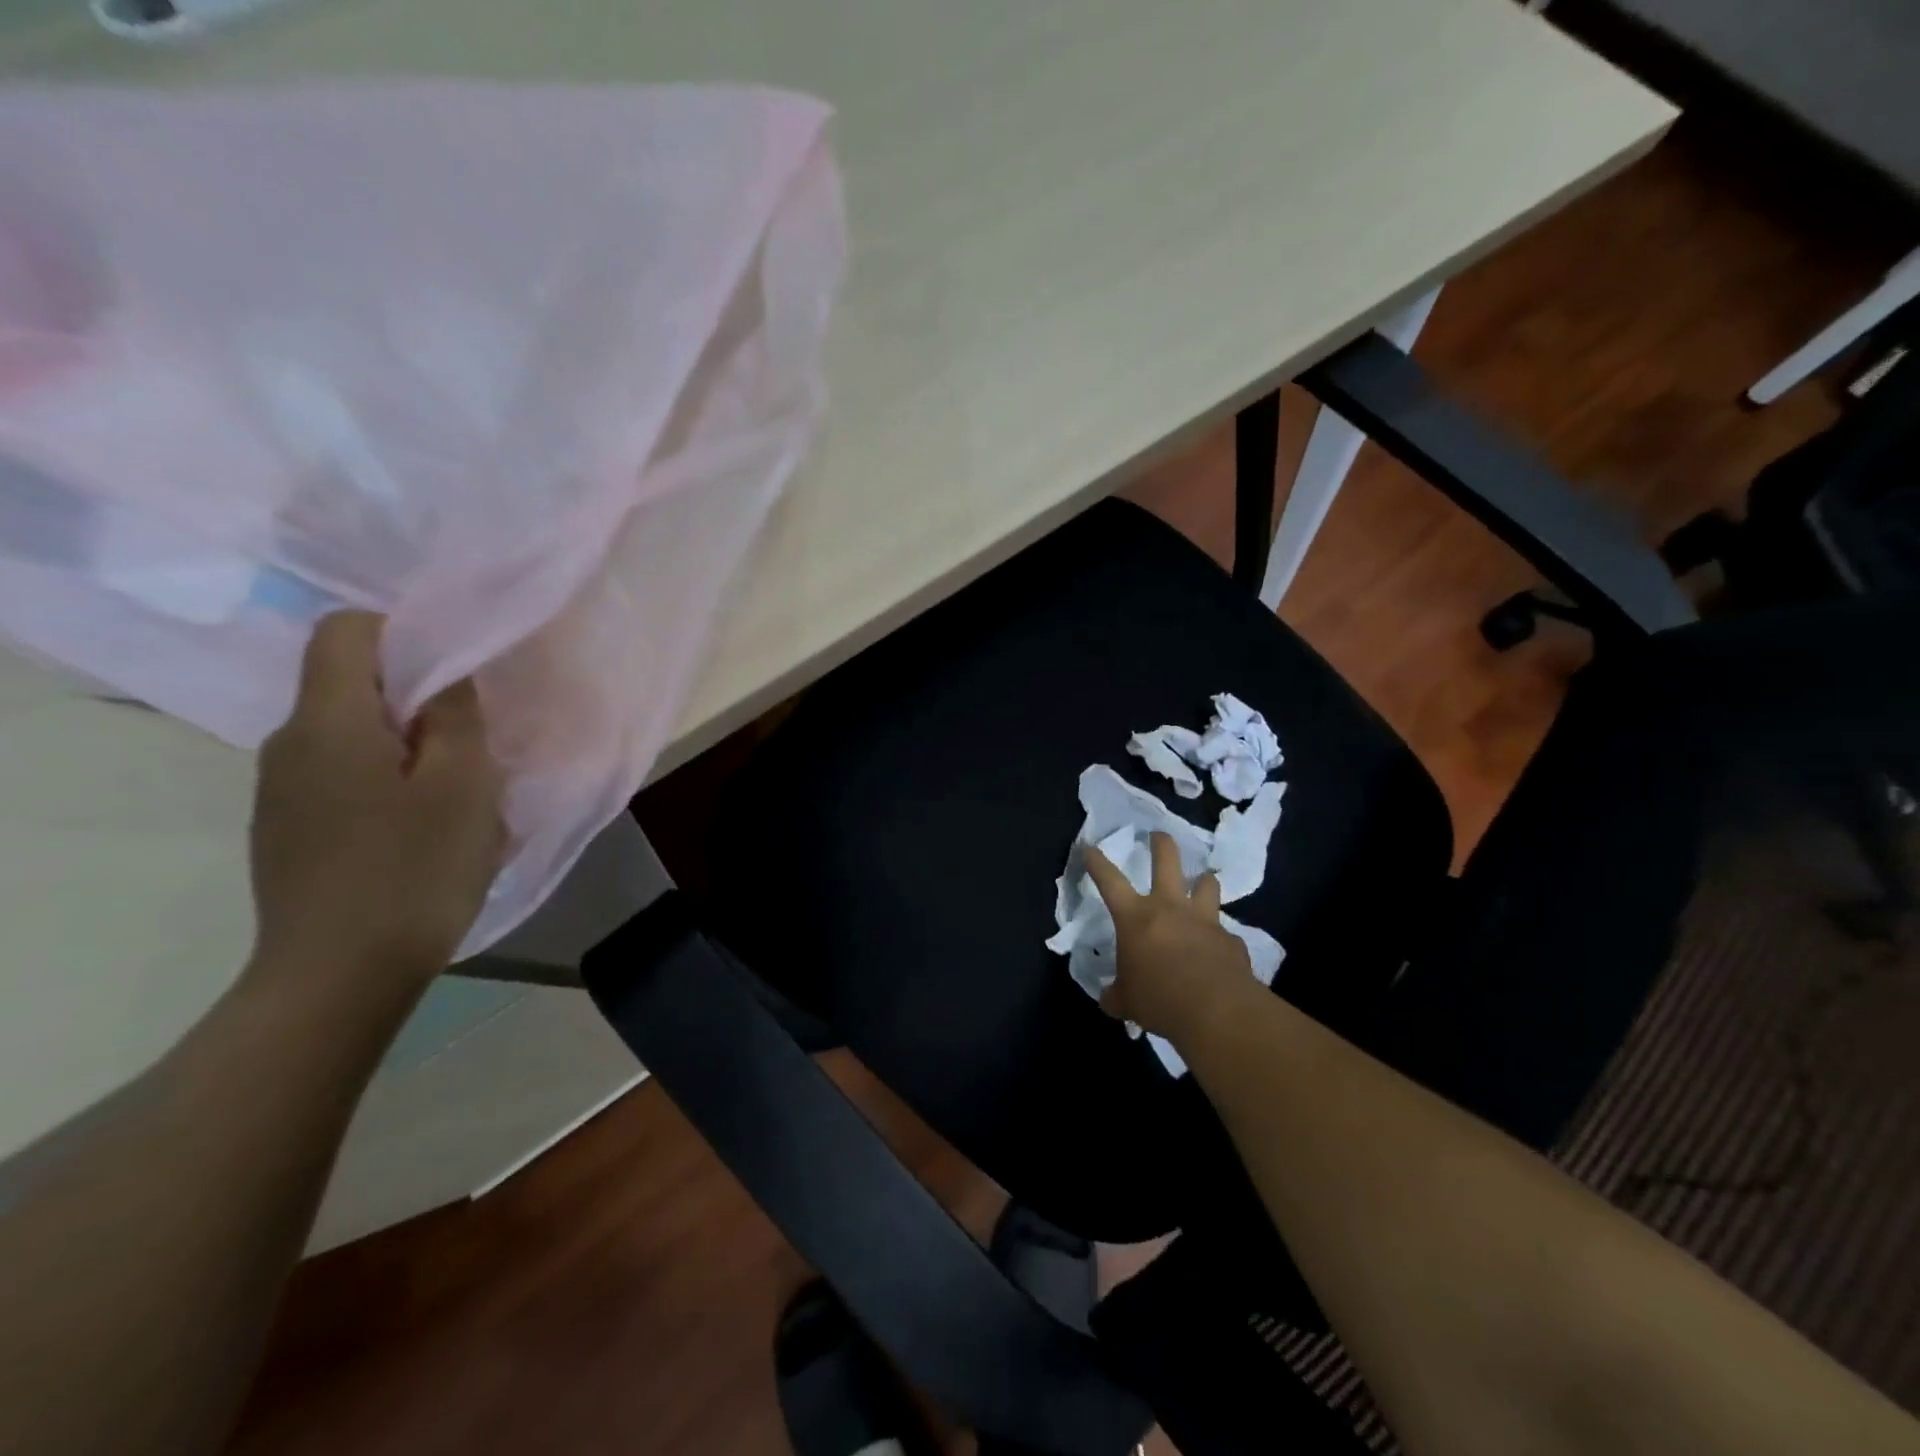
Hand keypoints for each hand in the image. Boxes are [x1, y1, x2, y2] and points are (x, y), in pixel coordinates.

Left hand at [249, 611, 504, 992]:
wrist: (339, 976)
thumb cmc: (413, 869)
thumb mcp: (462, 784)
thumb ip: (455, 714)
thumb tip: (447, 670)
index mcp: (327, 722)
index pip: (344, 629)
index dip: (403, 632)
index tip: (458, 670)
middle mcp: (289, 744)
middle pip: (350, 683)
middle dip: (418, 696)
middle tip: (477, 738)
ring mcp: (282, 791)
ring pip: (353, 734)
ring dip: (410, 745)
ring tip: (461, 791)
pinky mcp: (289, 829)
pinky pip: (344, 776)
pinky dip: (389, 781)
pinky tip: (425, 828)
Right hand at [1083, 831, 1261, 1044]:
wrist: (1216, 1009)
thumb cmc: (1159, 998)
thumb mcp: (1126, 1002)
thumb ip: (1117, 995)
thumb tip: (1110, 999)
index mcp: (1135, 917)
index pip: (1109, 880)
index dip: (1097, 863)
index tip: (1090, 848)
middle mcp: (1170, 908)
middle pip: (1167, 861)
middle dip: (1161, 844)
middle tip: (1158, 835)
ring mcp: (1204, 920)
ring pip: (1207, 885)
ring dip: (1204, 882)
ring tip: (1203, 881)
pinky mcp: (1231, 940)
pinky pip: (1224, 933)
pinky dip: (1220, 938)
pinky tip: (1219, 951)